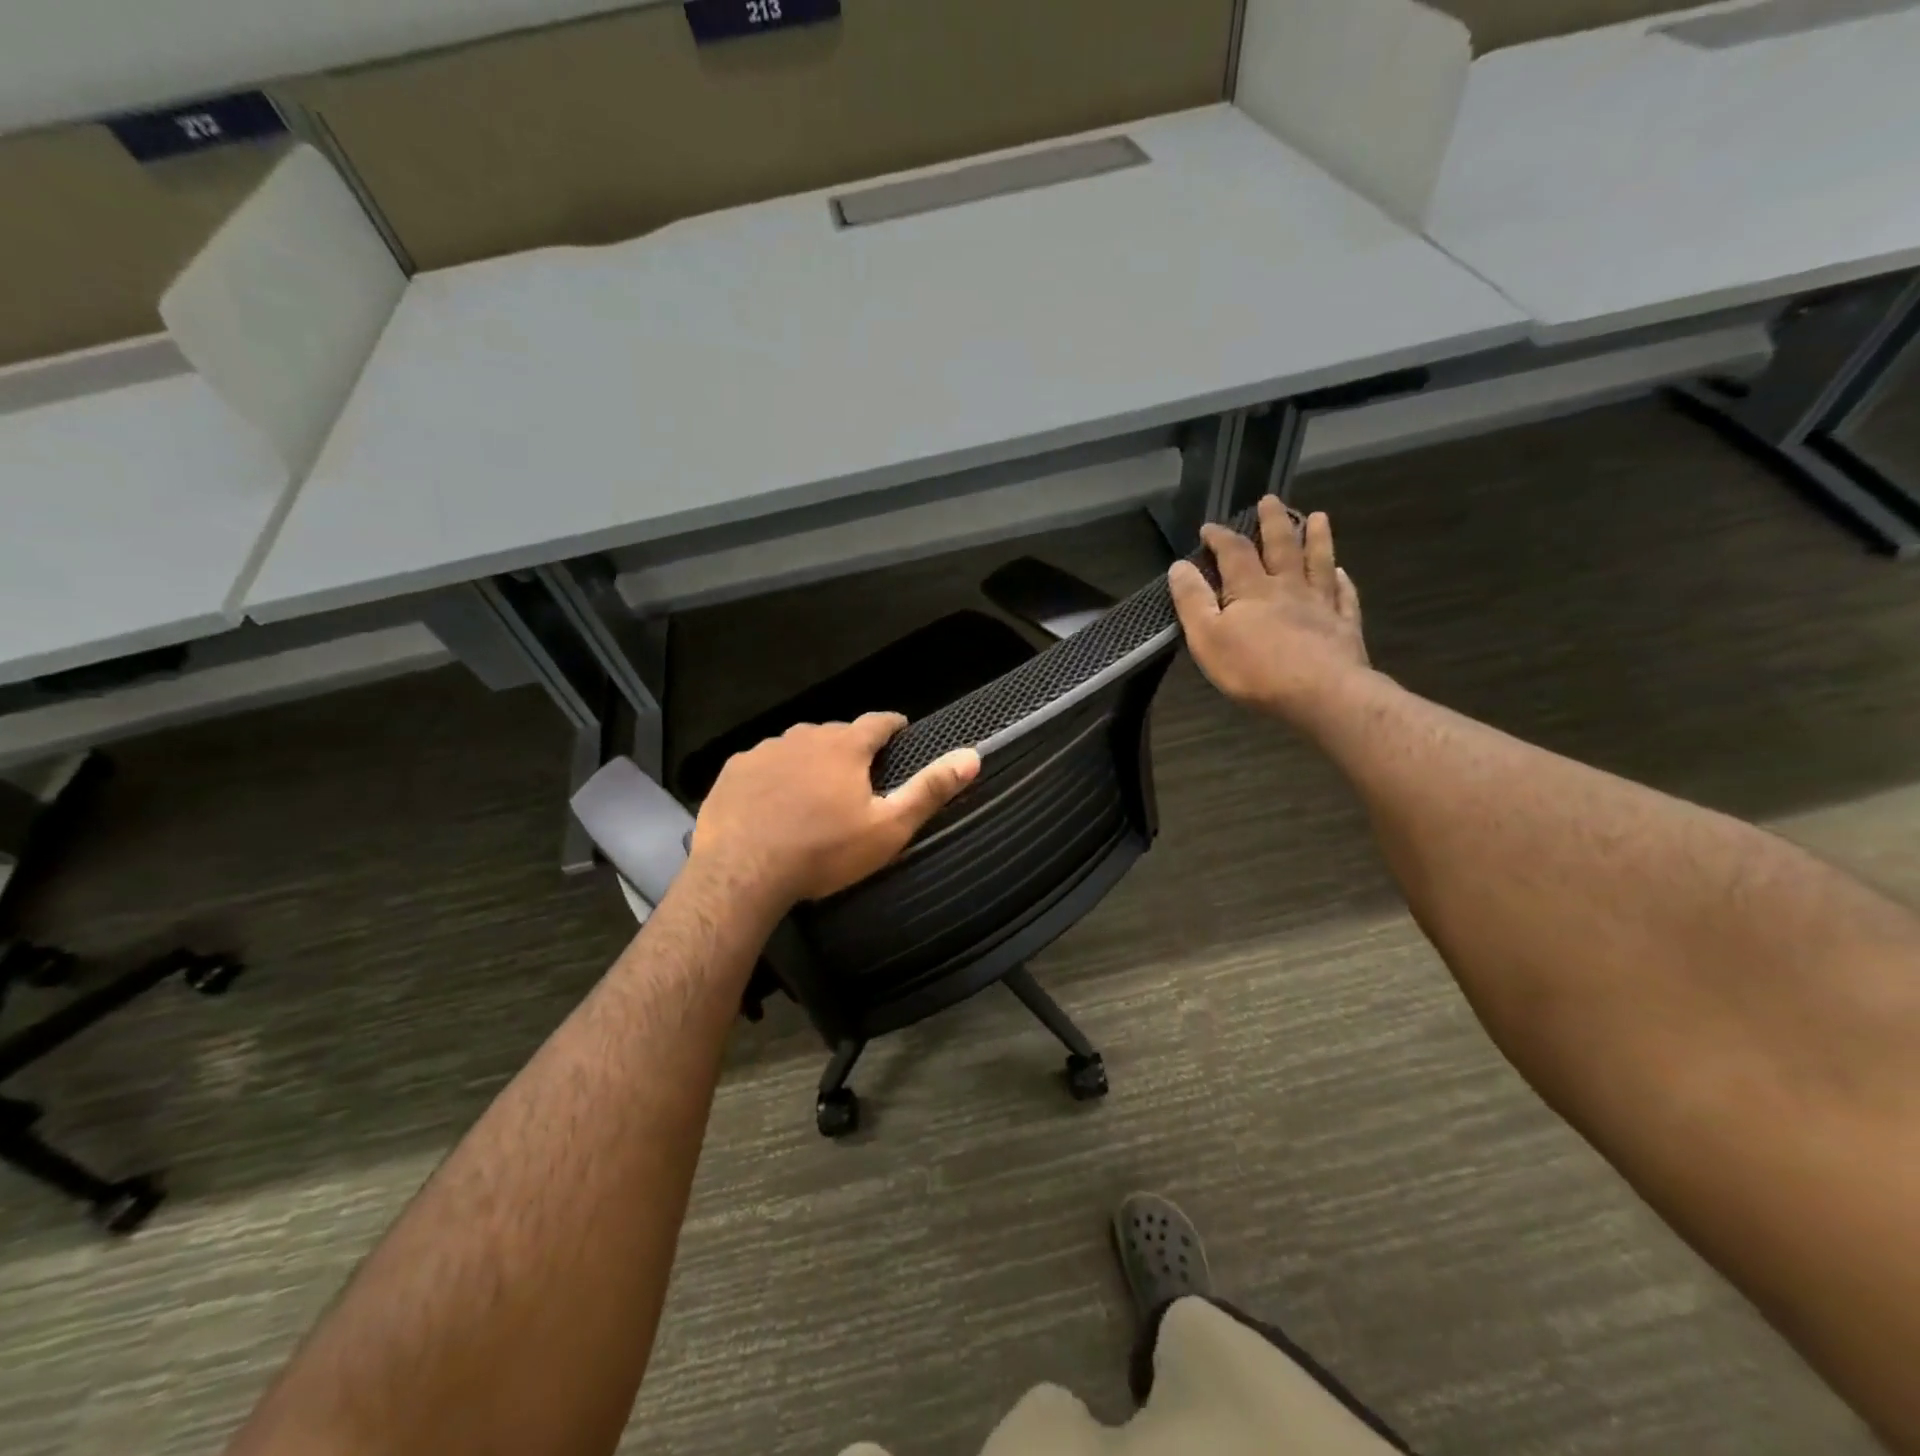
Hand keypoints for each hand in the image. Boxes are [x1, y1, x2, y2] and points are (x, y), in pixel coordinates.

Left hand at [688, 714, 980, 911]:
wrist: (742, 872)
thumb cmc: (823, 851)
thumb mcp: (888, 828)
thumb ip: (929, 790)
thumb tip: (972, 755)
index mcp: (845, 746)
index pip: (878, 722)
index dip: (893, 726)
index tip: (900, 732)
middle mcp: (805, 736)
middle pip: (837, 734)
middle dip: (850, 749)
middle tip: (857, 777)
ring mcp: (765, 750)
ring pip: (798, 747)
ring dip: (811, 760)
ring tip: (814, 792)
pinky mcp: (735, 769)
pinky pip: (765, 763)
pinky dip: (776, 775)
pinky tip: (774, 802)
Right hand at [1169, 496, 1370, 725]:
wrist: (1321, 693)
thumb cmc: (1255, 669)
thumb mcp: (1207, 637)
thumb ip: (1192, 601)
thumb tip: (1179, 566)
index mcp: (1252, 589)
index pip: (1233, 552)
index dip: (1220, 537)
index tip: (1209, 527)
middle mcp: (1288, 587)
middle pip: (1281, 546)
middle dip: (1273, 522)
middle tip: (1271, 500)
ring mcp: (1321, 604)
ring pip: (1319, 562)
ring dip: (1317, 539)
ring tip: (1318, 517)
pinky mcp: (1343, 626)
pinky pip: (1344, 596)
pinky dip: (1343, 581)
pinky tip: (1343, 573)